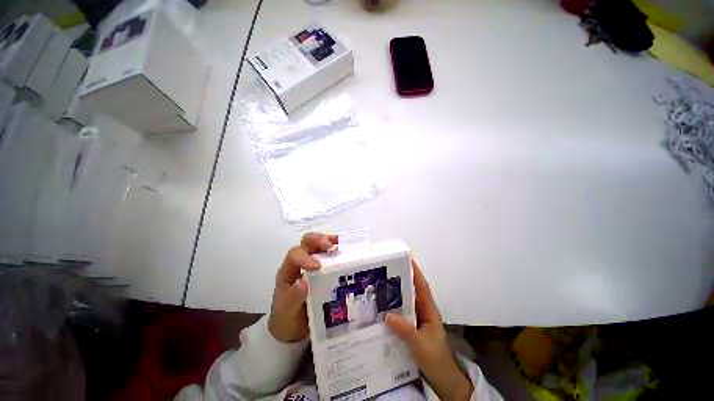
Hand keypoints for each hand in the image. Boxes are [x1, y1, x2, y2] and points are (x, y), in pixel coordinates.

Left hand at [268, 232, 337, 342]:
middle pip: (307, 243)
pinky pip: (329, 254)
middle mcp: (300, 263)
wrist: (293, 328)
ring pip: (318, 244)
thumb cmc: (287, 318)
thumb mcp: (287, 312)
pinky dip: (336, 249)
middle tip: (331, 247)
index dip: (305, 256)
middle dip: (318, 240)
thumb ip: (293, 298)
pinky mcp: (324, 269)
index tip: (317, 266)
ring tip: (340, 243)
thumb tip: (303, 283)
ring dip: (329, 241)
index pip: (295, 255)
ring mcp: (313, 263)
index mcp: (289, 271)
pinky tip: (345, 252)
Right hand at [386, 261, 472, 400]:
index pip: (422, 286)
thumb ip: (405, 329)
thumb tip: (387, 315)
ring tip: (382, 284)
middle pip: (413, 290)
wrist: (443, 379)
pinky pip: (403, 313)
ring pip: (407, 301)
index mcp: (429, 310)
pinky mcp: (413, 328)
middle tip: (388, 269)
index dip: (416, 272)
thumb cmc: (435, 358)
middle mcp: (424, 311)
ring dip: (398, 292)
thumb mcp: (420, 344)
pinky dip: (396, 307)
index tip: (407, 258)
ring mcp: (419, 319)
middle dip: (403, 278)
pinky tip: (385, 307)